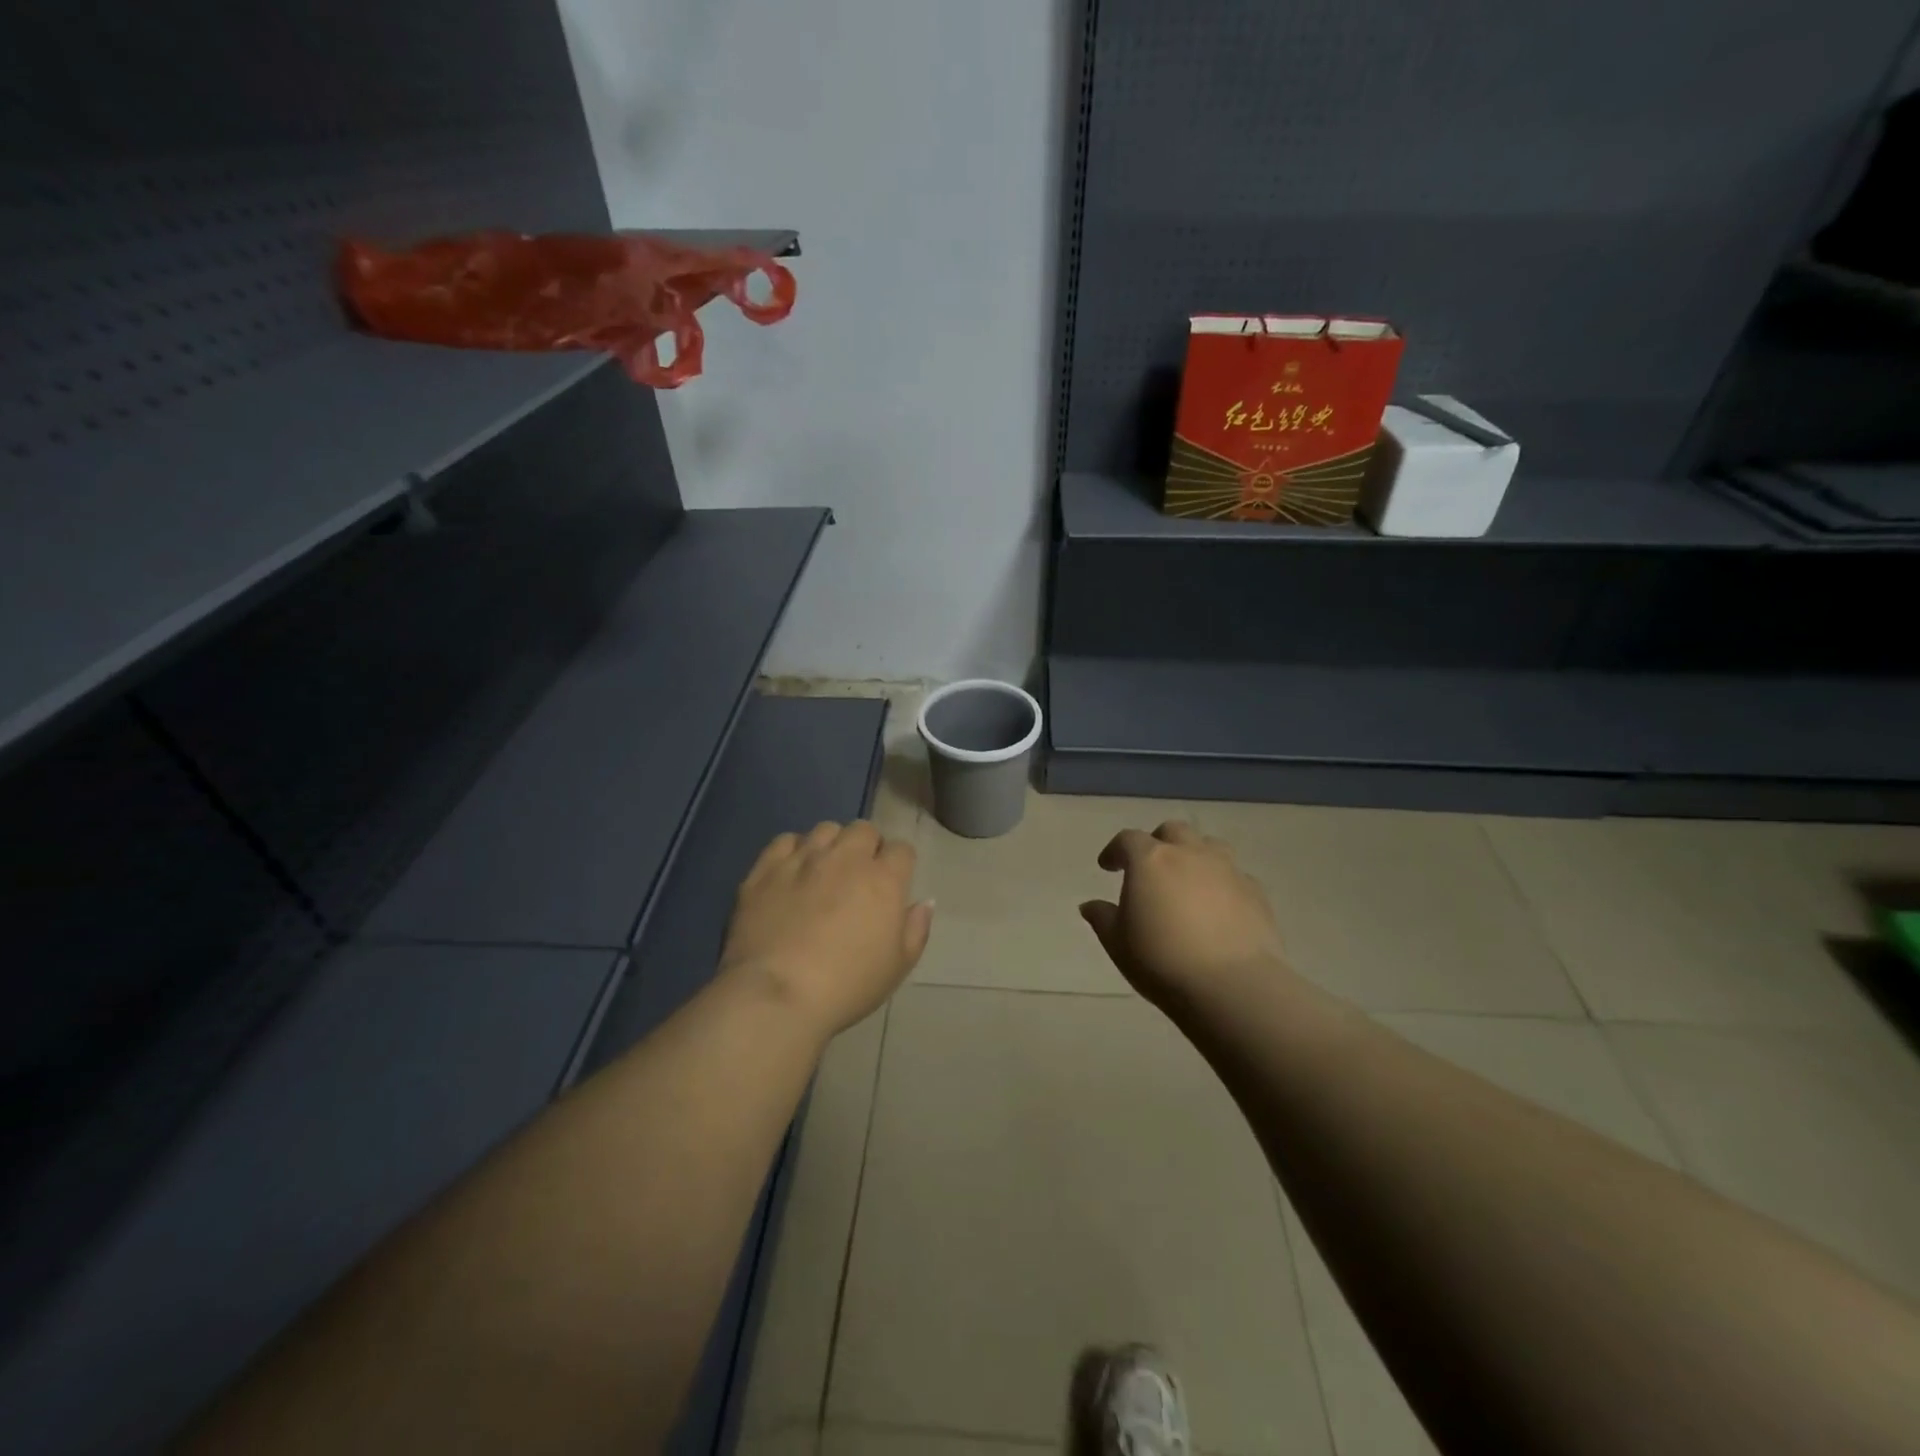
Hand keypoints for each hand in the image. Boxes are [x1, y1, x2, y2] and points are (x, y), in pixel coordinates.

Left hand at [719, 821, 933, 1038]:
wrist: (777, 995)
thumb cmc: (847, 986)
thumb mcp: (897, 967)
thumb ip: (916, 929)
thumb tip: (924, 902)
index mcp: (883, 879)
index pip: (901, 849)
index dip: (899, 865)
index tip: (893, 885)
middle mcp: (845, 857)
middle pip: (864, 829)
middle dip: (867, 847)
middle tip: (860, 876)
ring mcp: (803, 859)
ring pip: (825, 829)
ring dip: (832, 845)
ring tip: (825, 870)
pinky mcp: (766, 869)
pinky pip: (785, 841)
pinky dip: (793, 850)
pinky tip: (792, 871)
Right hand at [1080, 821, 1288, 1013]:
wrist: (1232, 985)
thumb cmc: (1162, 961)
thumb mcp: (1118, 944)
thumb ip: (1103, 918)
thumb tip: (1090, 905)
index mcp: (1150, 860)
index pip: (1127, 839)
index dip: (1115, 850)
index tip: (1108, 867)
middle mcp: (1189, 854)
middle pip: (1172, 831)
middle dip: (1158, 842)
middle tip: (1150, 867)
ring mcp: (1227, 869)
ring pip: (1209, 845)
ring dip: (1194, 855)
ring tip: (1188, 880)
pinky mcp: (1255, 891)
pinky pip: (1234, 875)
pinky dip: (1221, 883)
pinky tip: (1218, 907)